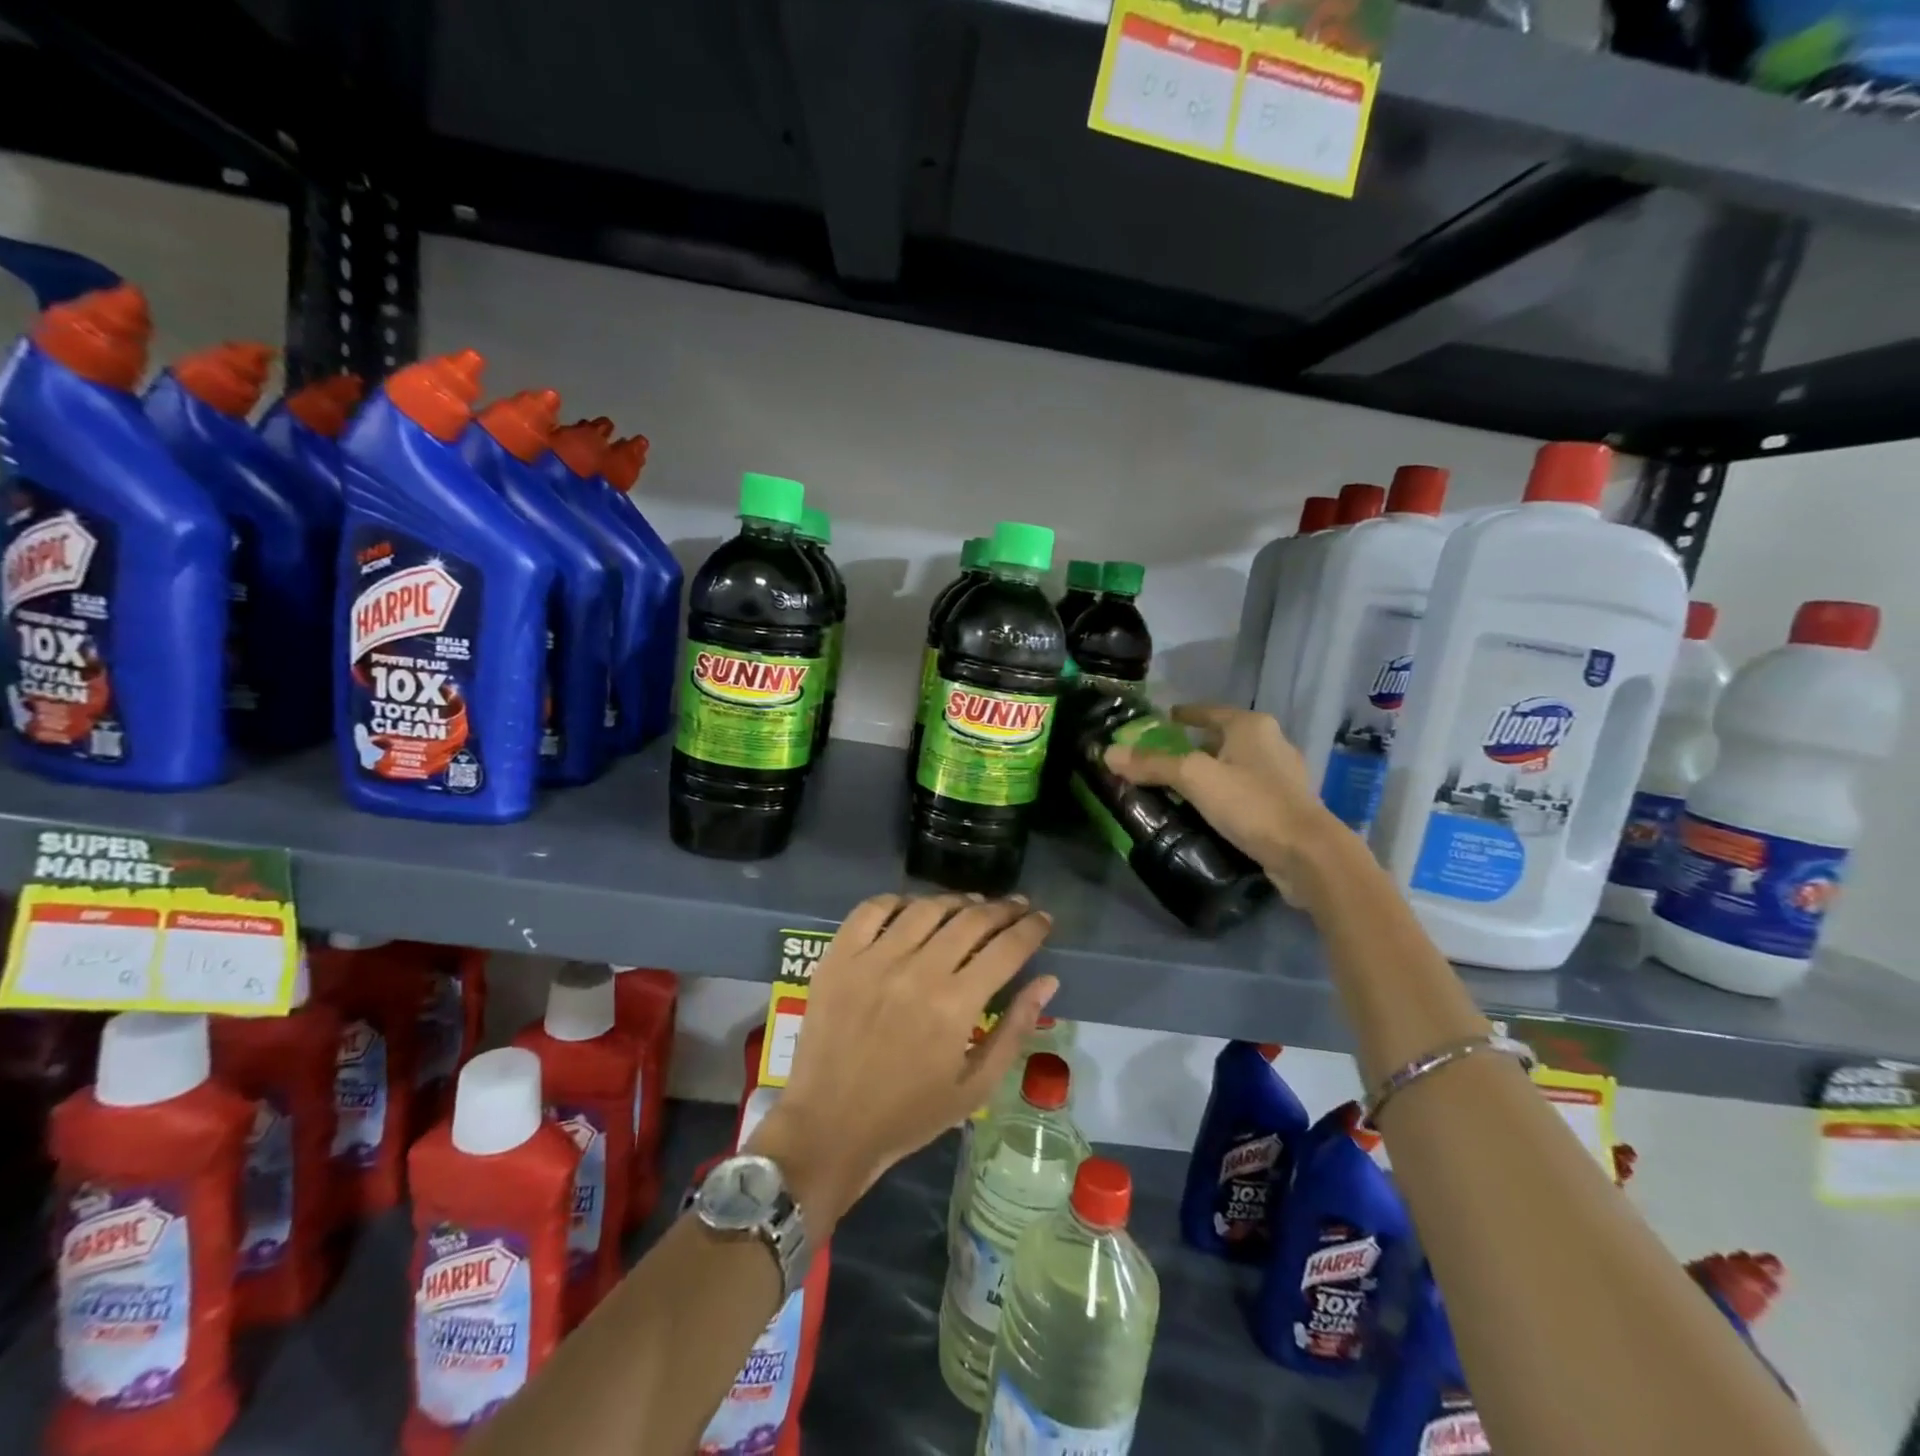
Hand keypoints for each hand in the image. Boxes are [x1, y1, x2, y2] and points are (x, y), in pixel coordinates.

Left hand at [745, 893, 1056, 1230]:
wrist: (829, 1127)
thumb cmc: (908, 1115)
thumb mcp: (975, 1087)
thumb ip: (1014, 1030)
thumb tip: (1047, 981)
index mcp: (955, 1005)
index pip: (1006, 948)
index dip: (1032, 928)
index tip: (1044, 919)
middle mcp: (917, 971)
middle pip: (971, 919)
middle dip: (1003, 909)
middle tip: (1017, 907)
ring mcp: (874, 959)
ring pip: (926, 908)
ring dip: (957, 901)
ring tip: (972, 905)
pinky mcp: (839, 957)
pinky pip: (872, 910)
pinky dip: (897, 900)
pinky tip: (913, 908)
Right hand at [1104, 703, 1347, 904]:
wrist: (1308, 854)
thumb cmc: (1251, 803)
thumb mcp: (1194, 779)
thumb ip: (1153, 764)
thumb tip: (1108, 754)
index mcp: (1251, 727)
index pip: (1209, 711)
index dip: (1184, 715)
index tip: (1163, 720)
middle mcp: (1272, 743)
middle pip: (1223, 738)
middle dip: (1195, 746)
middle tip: (1164, 757)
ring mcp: (1284, 776)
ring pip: (1236, 766)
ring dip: (1212, 772)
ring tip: (1182, 786)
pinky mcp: (1288, 806)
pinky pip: (1247, 791)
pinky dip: (1227, 794)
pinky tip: (1211, 811)